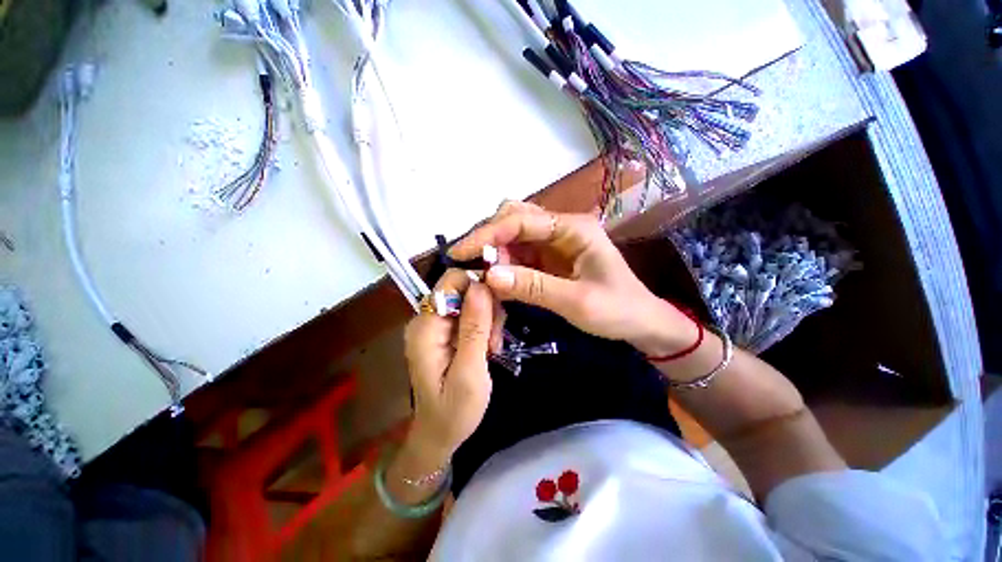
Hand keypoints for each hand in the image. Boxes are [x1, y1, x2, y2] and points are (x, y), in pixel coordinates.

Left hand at [403, 269, 493, 462]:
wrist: (440, 434)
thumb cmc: (454, 411)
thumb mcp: (470, 371)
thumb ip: (474, 327)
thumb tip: (481, 285)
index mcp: (426, 327)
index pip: (451, 282)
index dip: (478, 285)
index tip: (498, 307)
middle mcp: (426, 319)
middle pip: (463, 290)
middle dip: (486, 308)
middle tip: (494, 340)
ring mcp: (436, 325)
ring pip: (470, 301)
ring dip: (488, 320)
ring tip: (491, 349)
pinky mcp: (445, 332)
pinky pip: (470, 314)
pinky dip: (484, 327)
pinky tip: (487, 348)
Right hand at [450, 201, 697, 356]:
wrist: (642, 323)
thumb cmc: (618, 310)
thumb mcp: (577, 302)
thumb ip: (534, 287)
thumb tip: (489, 276)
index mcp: (573, 228)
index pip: (521, 220)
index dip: (487, 234)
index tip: (460, 253)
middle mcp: (562, 228)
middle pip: (515, 219)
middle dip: (490, 240)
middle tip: (473, 267)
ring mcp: (555, 243)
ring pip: (514, 237)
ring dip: (496, 254)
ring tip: (484, 277)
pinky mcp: (550, 259)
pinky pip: (520, 255)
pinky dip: (505, 266)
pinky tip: (498, 281)